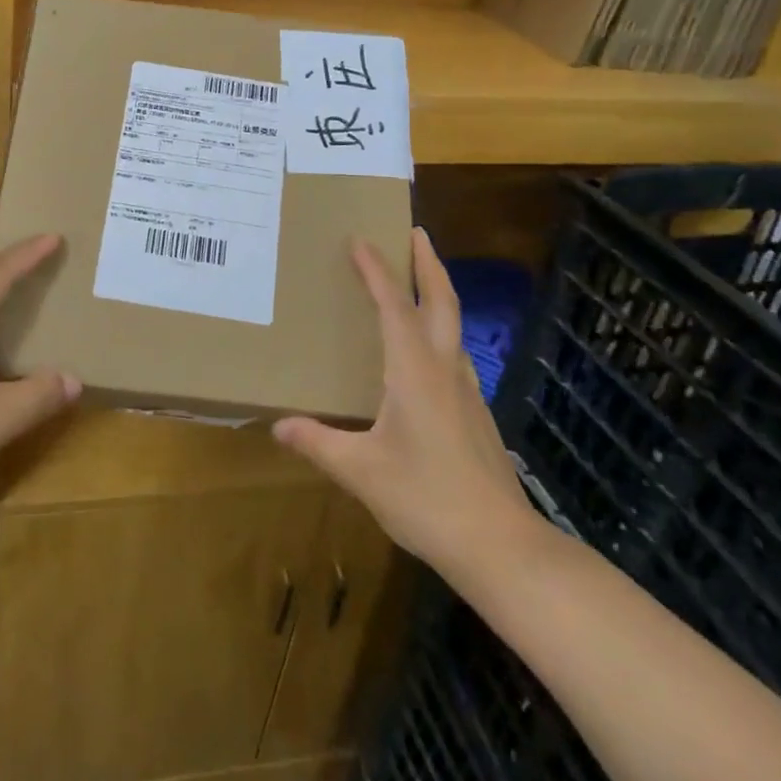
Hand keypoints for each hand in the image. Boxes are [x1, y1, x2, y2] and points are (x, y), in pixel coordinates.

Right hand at [273, 228, 537, 586]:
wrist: (502, 547)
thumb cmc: (427, 499)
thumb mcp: (361, 472)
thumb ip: (319, 444)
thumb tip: (278, 426)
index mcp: (414, 371)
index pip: (394, 306)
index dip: (376, 270)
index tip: (361, 239)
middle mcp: (445, 369)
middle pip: (442, 301)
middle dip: (427, 263)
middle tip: (414, 233)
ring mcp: (467, 391)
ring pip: (454, 326)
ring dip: (437, 293)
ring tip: (416, 283)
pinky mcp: (476, 414)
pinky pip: (454, 353)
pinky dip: (439, 330)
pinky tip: (426, 354)